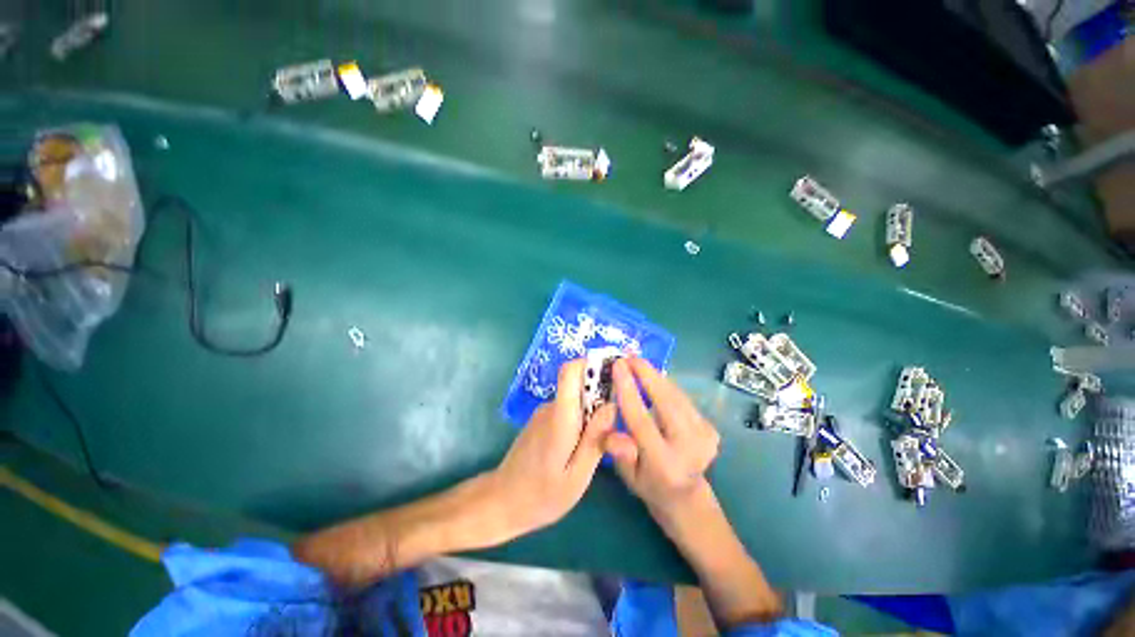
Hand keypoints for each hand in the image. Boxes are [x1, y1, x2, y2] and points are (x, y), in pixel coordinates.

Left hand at [487, 359, 615, 540]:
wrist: (503, 501)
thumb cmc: (543, 494)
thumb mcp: (578, 475)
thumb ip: (596, 438)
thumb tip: (612, 405)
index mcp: (560, 416)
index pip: (570, 371)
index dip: (591, 364)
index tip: (614, 372)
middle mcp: (551, 407)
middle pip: (577, 382)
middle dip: (601, 389)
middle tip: (618, 415)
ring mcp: (544, 412)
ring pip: (575, 396)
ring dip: (593, 406)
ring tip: (606, 433)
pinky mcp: (543, 420)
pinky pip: (568, 408)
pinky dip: (582, 416)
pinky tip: (585, 442)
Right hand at [604, 357, 719, 513]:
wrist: (685, 496)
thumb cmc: (649, 484)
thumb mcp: (627, 476)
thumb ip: (620, 452)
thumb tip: (610, 431)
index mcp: (664, 464)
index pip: (642, 420)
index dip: (628, 390)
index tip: (618, 366)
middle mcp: (689, 448)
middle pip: (666, 402)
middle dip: (646, 374)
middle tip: (629, 356)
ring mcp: (705, 437)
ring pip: (677, 396)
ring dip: (656, 376)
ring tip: (637, 362)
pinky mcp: (710, 428)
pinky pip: (682, 399)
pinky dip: (666, 385)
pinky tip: (653, 377)